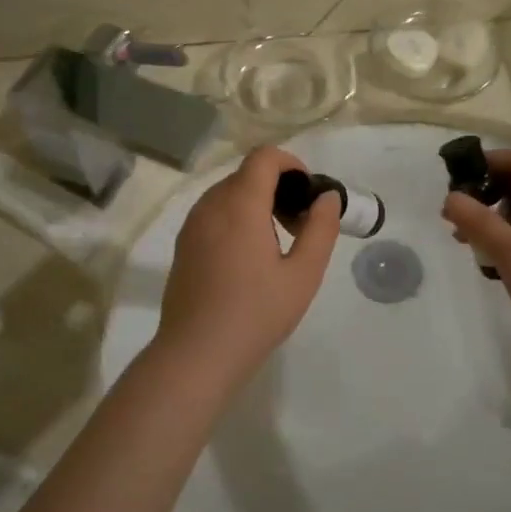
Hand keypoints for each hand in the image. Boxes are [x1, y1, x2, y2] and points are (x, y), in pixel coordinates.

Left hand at [155, 146, 340, 379]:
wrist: (196, 355)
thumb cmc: (255, 315)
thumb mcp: (303, 275)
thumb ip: (320, 229)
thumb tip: (326, 198)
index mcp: (240, 205)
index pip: (264, 157)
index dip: (291, 164)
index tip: (308, 193)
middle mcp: (211, 205)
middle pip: (247, 174)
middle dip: (278, 187)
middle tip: (299, 225)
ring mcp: (192, 224)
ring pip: (229, 193)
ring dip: (256, 202)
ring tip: (276, 244)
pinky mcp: (183, 245)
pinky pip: (213, 213)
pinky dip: (236, 218)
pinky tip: (248, 259)